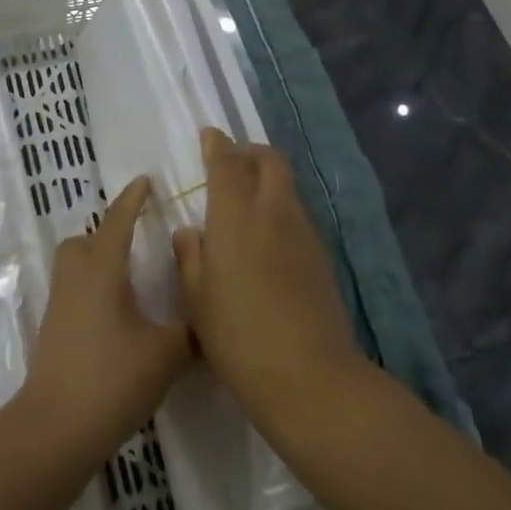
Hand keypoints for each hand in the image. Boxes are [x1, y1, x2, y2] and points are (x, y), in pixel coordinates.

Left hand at [21, 177, 192, 460]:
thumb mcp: (166, 353)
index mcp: (102, 272)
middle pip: (83, 242)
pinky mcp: (54, 334)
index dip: (132, 200)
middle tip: (136, 242)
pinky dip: (94, 291)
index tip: (145, 181)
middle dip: (106, 234)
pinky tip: (119, 316)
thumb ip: (189, 330)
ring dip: (98, 263)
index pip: (117, 223)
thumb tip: (205, 314)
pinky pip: (74, 293)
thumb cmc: (112, 379)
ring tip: (131, 280)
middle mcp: (76, 281)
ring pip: (75, 268)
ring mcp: (60, 308)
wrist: (56, 429)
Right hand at [174, 129, 363, 431]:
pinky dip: (280, 209)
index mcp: (235, 217)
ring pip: (286, 187)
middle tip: (233, 162)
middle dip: (251, 152)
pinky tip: (266, 239)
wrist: (308, 375)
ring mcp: (302, 232)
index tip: (210, 134)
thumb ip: (190, 257)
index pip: (226, 164)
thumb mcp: (197, 300)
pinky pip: (297, 215)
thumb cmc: (237, 336)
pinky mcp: (320, 255)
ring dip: (267, 180)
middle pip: (270, 161)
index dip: (217, 145)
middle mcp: (273, 212)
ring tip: (247, 201)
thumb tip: (190, 232)